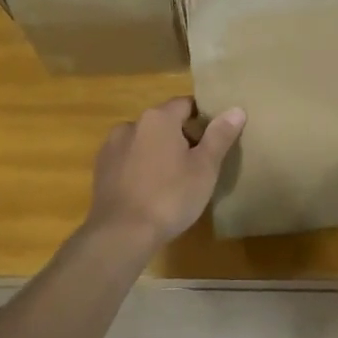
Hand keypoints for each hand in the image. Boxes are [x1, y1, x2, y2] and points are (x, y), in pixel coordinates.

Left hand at [86, 97, 244, 251]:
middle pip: (163, 122)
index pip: (186, 104)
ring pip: (144, 141)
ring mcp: (111, 146)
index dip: (203, 118)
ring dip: (158, 152)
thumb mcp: (204, 168)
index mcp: (158, 118)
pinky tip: (149, 190)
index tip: (215, 139)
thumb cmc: (170, 197)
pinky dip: (140, 167)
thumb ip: (219, 136)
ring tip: (173, 180)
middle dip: (181, 137)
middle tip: (199, 164)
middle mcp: (131, 124)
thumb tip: (236, 109)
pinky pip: (128, 159)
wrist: (122, 233)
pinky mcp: (101, 169)